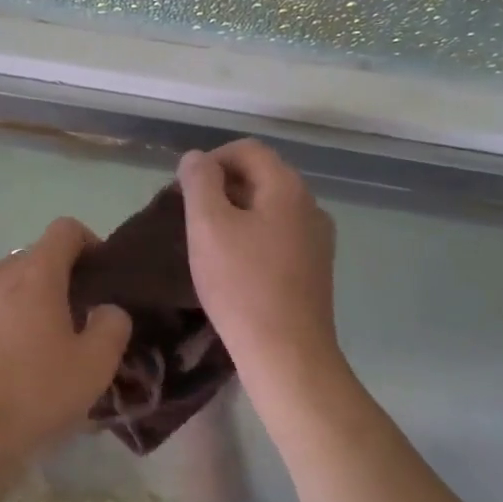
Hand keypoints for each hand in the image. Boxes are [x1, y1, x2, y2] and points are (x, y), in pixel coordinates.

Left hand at [0, 218, 132, 482]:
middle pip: (34, 255)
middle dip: (57, 275)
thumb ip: (112, 325)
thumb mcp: (96, 364)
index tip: (98, 274)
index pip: (65, 230)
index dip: (87, 243)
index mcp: (38, 273)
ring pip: (1, 274)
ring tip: (31, 326)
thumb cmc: (36, 392)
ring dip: (21, 290)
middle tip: (72, 315)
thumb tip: (107, 310)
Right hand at [178, 140, 339, 377]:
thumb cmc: (241, 285)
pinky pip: (279, 235)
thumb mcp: (208, 226)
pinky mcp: (315, 268)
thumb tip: (197, 158)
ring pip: (270, 208)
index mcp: (288, 187)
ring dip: (236, 212)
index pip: (248, 149)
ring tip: (207, 241)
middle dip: (222, 186)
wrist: (287, 353)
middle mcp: (310, 205)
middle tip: (190, 215)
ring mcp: (318, 239)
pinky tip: (234, 264)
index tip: (184, 188)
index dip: (212, 159)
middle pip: (262, 176)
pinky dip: (253, 236)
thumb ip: (200, 183)